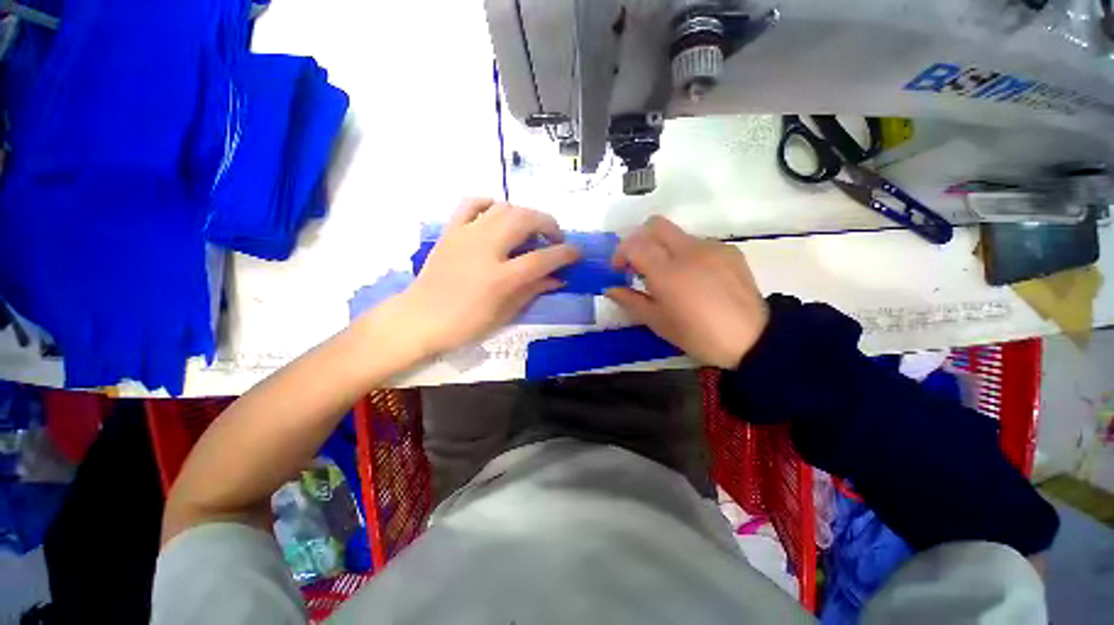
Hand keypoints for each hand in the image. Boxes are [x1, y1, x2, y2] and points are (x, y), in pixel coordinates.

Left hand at [394, 199, 579, 356]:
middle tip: (556, 239)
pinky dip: (490, 203)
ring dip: (525, 214)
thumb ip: (533, 291)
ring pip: (504, 207)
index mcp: (500, 277)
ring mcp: (466, 235)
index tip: (576, 253)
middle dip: (549, 224)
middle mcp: (485, 248)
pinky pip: (472, 204)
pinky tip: (498, 214)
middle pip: (525, 220)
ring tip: (531, 230)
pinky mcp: (451, 230)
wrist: (419, 318)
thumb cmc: (464, 324)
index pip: (542, 258)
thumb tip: (558, 278)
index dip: (565, 254)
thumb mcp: (505, 313)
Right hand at [605, 216, 767, 368]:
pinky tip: (694, 278)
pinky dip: (686, 254)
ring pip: (677, 234)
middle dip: (639, 239)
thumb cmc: (698, 335)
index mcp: (667, 272)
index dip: (620, 253)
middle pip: (655, 225)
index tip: (619, 270)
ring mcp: (711, 247)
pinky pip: (698, 243)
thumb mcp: (658, 322)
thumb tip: (610, 289)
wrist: (752, 339)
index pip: (634, 244)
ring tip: (669, 276)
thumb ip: (630, 301)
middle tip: (639, 263)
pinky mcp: (729, 250)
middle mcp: (688, 251)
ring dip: (663, 248)